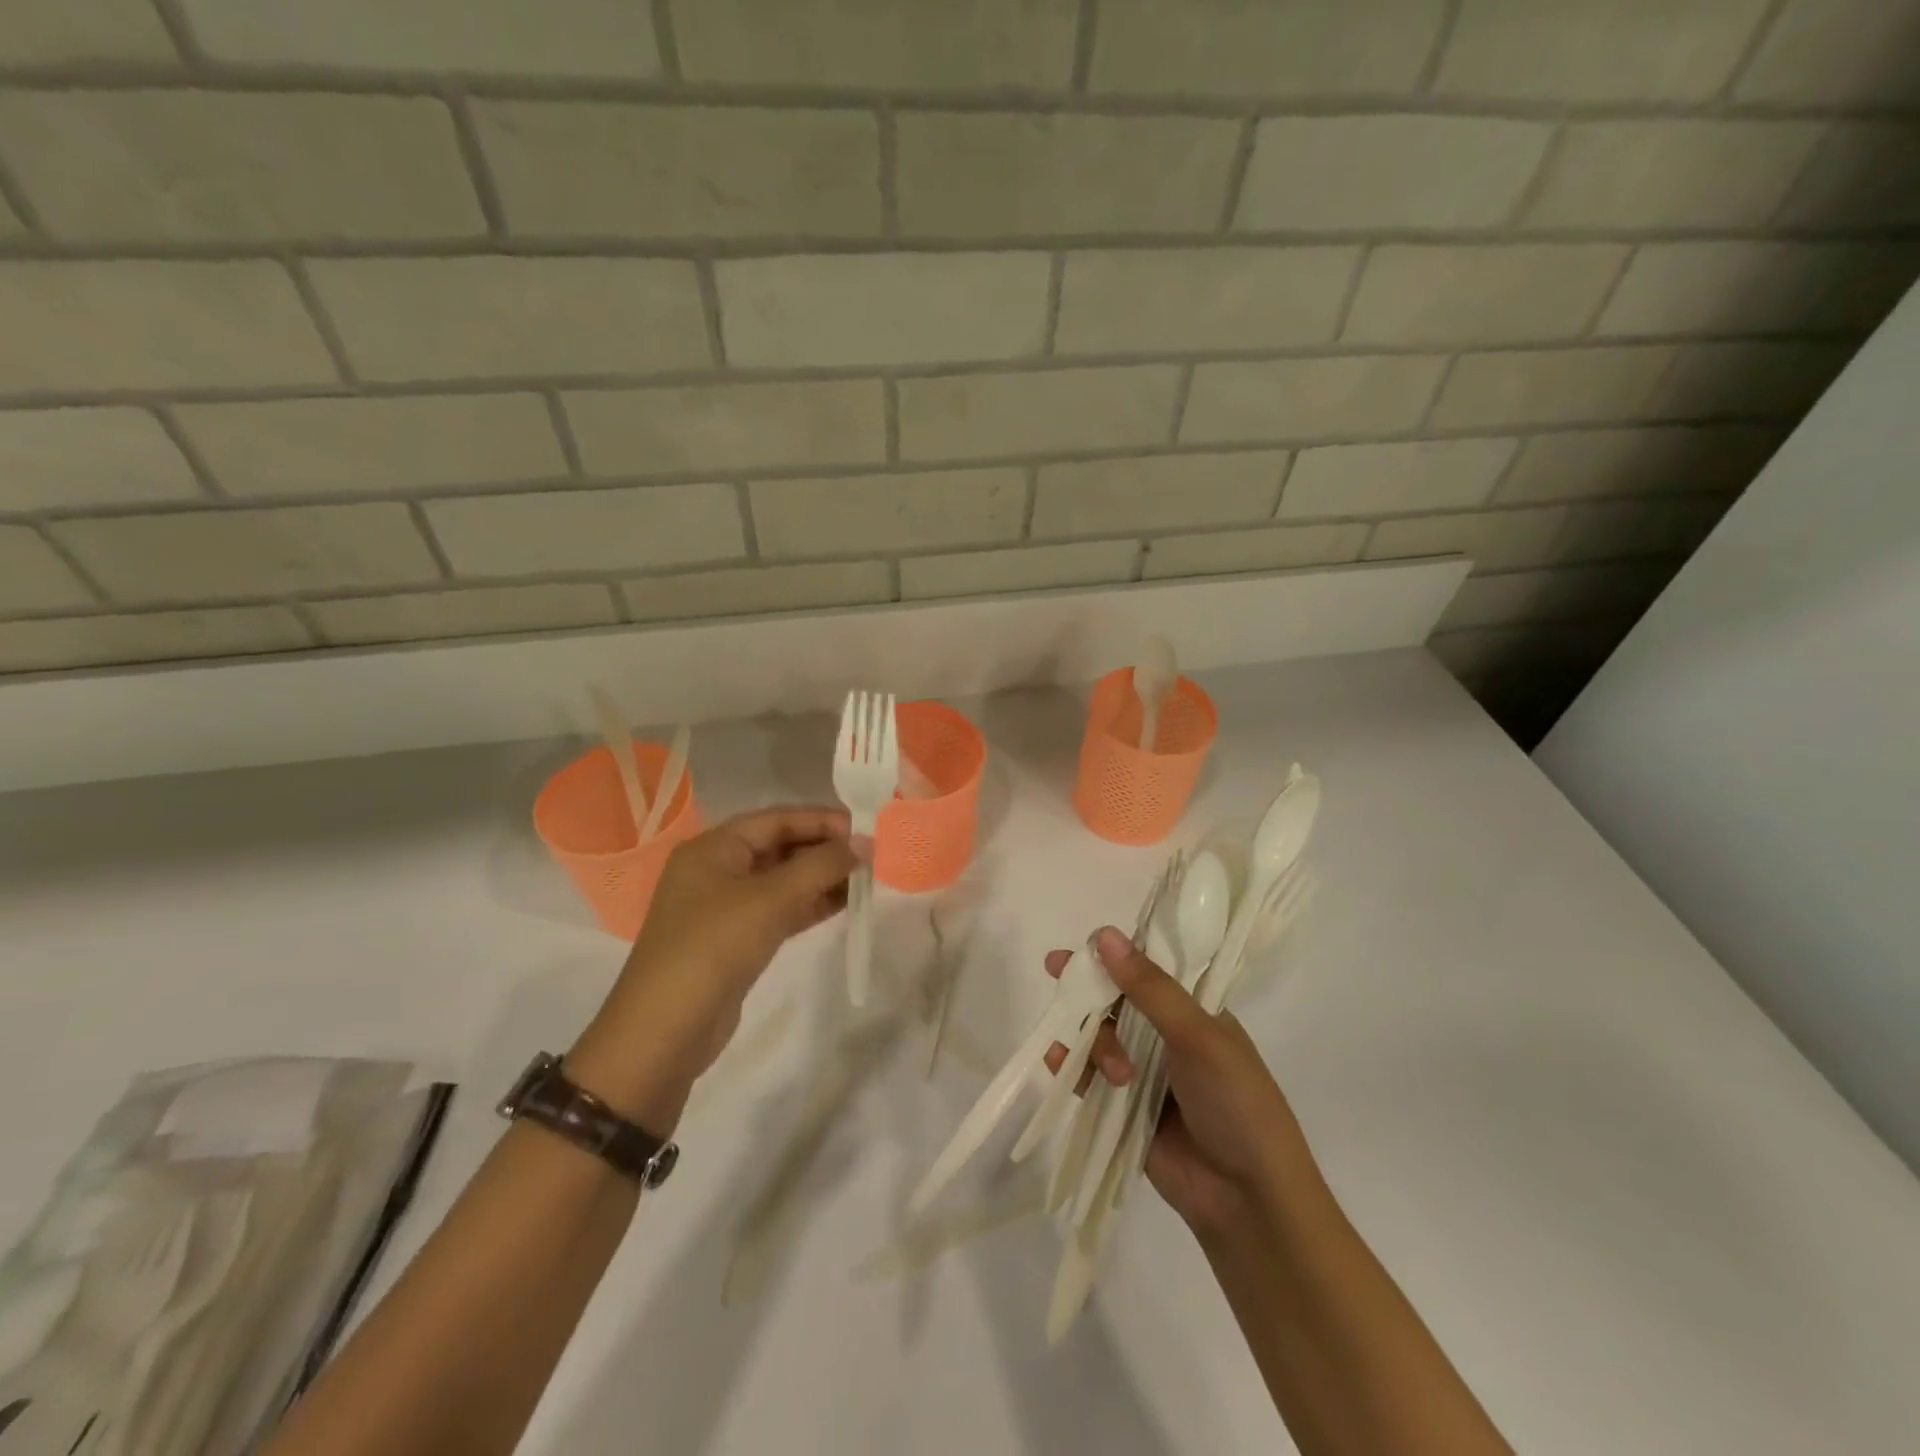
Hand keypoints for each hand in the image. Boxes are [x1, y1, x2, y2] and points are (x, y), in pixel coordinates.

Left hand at [568, 807, 861, 1130]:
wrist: (664, 1032)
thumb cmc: (714, 947)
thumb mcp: (770, 899)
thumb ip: (821, 866)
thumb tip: (865, 843)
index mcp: (713, 848)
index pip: (776, 819)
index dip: (821, 820)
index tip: (865, 829)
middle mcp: (716, 870)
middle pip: (779, 847)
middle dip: (824, 849)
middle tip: (870, 855)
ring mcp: (724, 907)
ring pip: (782, 881)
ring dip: (821, 878)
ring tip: (866, 878)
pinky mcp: (735, 940)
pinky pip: (779, 910)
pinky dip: (809, 905)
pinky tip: (843, 904)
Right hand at [1044, 927, 1316, 1238]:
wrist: (1248, 1201)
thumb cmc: (1236, 1103)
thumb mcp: (1198, 1036)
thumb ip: (1149, 988)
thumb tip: (1105, 934)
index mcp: (1194, 1012)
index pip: (1148, 969)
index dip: (1115, 955)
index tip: (1083, 946)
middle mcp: (1167, 1037)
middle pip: (1116, 1000)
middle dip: (1090, 989)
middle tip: (1055, 970)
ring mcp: (1144, 1074)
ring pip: (1100, 1036)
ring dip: (1096, 1043)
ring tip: (1116, 1074)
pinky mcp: (1123, 1110)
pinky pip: (1087, 1077)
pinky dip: (1071, 1066)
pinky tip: (1059, 1062)